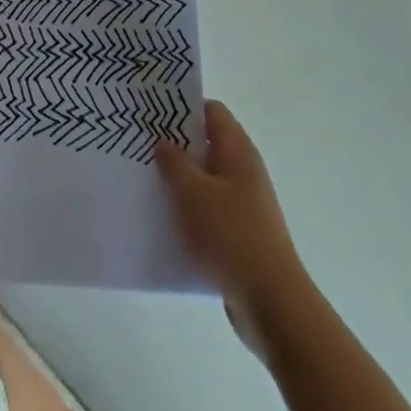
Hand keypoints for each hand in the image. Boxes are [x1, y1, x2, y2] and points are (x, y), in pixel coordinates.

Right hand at [156, 100, 307, 361]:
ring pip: (204, 178)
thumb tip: (163, 142)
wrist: (272, 304)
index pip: (211, 111)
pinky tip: (161, 217)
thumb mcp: (193, 192)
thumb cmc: (231, 235)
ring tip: (143, 178)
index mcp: (237, 151)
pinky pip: (207, 209)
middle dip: (174, 142)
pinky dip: (186, 208)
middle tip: (138, 143)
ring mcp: (243, 203)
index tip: (151, 110)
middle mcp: (243, 171)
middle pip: (206, 143)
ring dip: (178, 178)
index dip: (182, 106)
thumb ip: (174, 162)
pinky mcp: (238, 233)